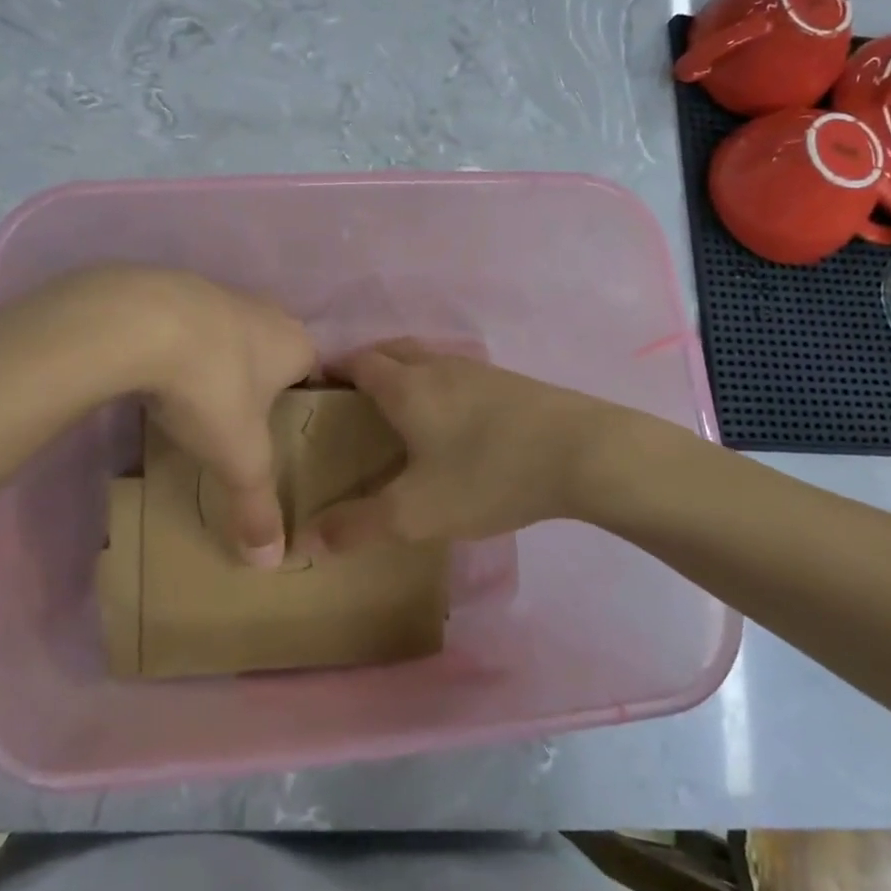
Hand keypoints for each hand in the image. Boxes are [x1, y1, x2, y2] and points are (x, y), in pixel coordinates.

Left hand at [45, 267, 314, 566]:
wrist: (140, 322)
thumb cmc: (212, 387)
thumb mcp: (239, 458)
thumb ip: (258, 507)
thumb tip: (270, 564)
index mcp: (296, 344)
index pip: (313, 373)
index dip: (301, 401)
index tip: (281, 430)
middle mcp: (267, 311)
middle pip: (271, 350)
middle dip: (258, 381)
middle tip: (238, 421)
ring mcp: (218, 293)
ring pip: (229, 332)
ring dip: (216, 360)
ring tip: (193, 399)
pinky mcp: (173, 286)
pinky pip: (187, 322)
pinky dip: (178, 343)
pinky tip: (155, 371)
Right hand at [299, 339, 615, 551]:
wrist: (583, 453)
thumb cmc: (489, 474)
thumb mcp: (417, 512)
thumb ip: (359, 526)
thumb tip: (306, 540)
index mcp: (407, 387)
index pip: (359, 362)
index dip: (334, 370)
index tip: (316, 387)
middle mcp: (438, 367)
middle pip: (392, 350)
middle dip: (366, 364)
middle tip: (352, 396)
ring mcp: (478, 371)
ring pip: (428, 358)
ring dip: (405, 370)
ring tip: (399, 406)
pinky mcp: (511, 382)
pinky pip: (458, 372)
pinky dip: (438, 382)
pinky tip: (454, 419)